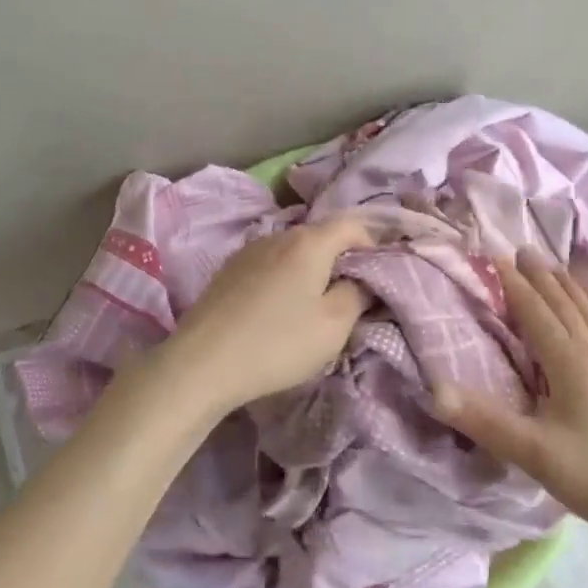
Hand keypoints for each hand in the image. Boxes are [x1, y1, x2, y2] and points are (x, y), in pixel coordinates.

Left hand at [150, 216, 375, 418]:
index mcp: (309, 242)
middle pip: (321, 236)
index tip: (385, 270)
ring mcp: (248, 251)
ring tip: (317, 302)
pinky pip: (270, 265)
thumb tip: (363, 278)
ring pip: (294, 251)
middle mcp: (278, 235)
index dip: (375, 242)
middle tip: (355, 292)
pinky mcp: (228, 271)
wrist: (202, 363)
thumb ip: (357, 294)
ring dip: (312, 269)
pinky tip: (281, 307)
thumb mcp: (333, 325)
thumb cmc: (278, 343)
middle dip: (343, 258)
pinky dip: (286, 278)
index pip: (353, 225)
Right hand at [433, 250, 587, 587]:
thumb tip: (433, 388)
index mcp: (569, 363)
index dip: (514, 284)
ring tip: (553, 267)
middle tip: (521, 249)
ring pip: (585, 316)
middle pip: (564, 305)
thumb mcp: (536, 453)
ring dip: (566, 288)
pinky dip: (586, 311)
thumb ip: (485, 421)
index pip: (536, 312)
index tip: (492, 255)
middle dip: (541, 276)